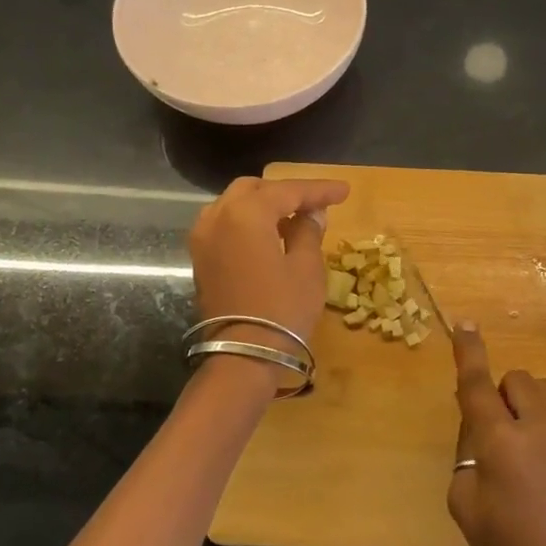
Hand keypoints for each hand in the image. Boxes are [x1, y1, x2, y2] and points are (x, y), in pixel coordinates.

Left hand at [189, 176, 349, 353]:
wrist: (243, 356)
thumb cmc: (282, 309)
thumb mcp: (306, 267)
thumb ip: (308, 231)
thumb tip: (311, 214)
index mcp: (246, 213)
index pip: (288, 191)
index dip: (319, 189)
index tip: (344, 191)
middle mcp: (218, 216)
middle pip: (255, 189)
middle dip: (286, 192)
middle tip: (316, 204)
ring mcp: (203, 238)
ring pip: (235, 205)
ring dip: (264, 206)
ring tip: (294, 219)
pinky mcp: (201, 259)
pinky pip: (225, 225)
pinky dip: (248, 223)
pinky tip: (271, 236)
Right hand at [447, 323, 545, 545]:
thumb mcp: (466, 507)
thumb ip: (467, 456)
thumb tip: (481, 430)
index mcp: (501, 441)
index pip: (478, 384)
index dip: (468, 352)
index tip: (465, 324)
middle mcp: (541, 425)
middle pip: (518, 380)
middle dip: (503, 398)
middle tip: (499, 438)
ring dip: (530, 408)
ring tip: (530, 452)